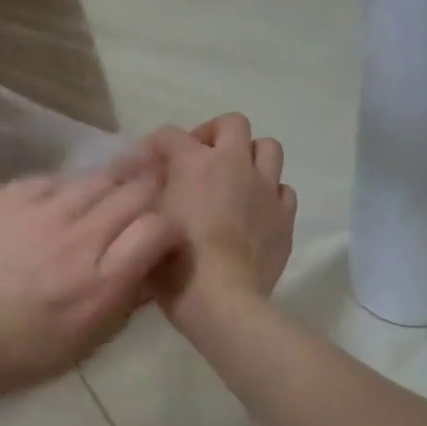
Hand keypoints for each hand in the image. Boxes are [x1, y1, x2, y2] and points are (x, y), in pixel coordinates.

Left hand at [0, 150, 182, 399]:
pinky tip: (61, 204)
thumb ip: (128, 298)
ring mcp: (39, 212)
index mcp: (100, 283)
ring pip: (97, 177)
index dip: (168, 227)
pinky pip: (55, 179)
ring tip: (109, 195)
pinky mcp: (8, 195)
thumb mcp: (90, 342)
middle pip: (134, 192)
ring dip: (112, 185)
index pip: (159, 228)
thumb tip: (153, 261)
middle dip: (148, 194)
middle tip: (146, 198)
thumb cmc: (24, 353)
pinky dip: (67, 190)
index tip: (161, 235)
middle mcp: (76, 239)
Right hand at [145, 114, 295, 336]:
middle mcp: (234, 165)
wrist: (222, 301)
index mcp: (194, 163)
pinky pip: (283, 189)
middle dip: (213, 134)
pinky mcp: (284, 217)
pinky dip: (269, 193)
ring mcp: (265, 189)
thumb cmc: (174, 265)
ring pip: (268, 148)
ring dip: (249, 156)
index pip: (170, 134)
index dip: (154, 143)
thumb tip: (144, 183)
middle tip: (198, 159)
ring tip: (233, 179)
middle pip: (232, 124)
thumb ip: (142, 197)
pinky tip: (254, 210)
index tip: (145, 163)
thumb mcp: (142, 226)